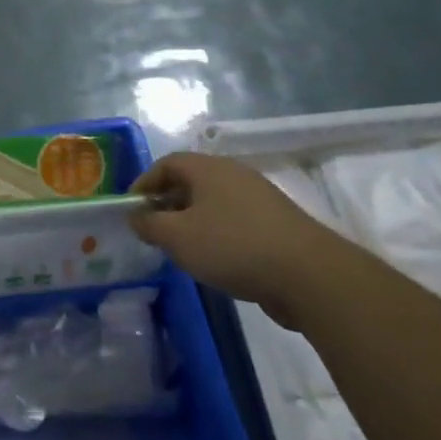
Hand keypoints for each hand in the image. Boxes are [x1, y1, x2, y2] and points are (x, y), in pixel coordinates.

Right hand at [130, 153, 340, 321]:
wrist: (309, 275)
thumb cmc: (232, 246)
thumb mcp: (177, 237)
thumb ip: (149, 224)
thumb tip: (136, 216)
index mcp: (208, 168)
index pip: (166, 163)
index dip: (143, 184)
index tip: (131, 210)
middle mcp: (233, 174)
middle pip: (190, 181)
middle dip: (166, 203)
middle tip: (152, 230)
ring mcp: (258, 198)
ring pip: (212, 202)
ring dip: (191, 220)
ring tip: (180, 248)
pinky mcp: (276, 223)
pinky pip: (234, 220)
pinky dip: (216, 233)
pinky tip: (214, 259)